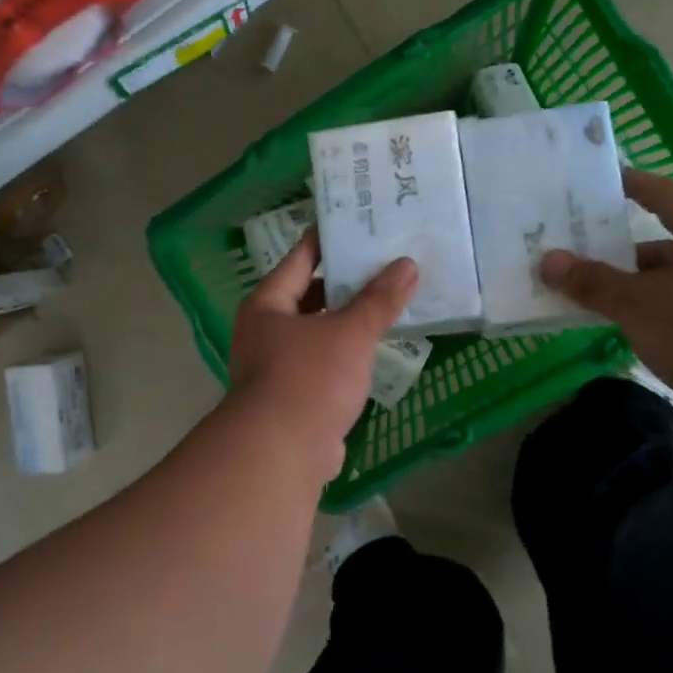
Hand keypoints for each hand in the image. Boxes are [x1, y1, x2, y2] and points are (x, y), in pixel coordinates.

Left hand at [227, 230, 418, 479]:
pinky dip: (347, 352)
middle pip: (310, 294)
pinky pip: (324, 361)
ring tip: (388, 299)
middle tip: (385, 261)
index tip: (358, 220)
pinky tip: (376, 346)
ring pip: (319, 330)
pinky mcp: (293, 395)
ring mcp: (277, 364)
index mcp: (268, 304)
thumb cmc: (308, 379)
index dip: (329, 237)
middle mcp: (266, 329)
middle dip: (346, 281)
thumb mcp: (349, 333)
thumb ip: (378, 300)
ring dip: (348, 319)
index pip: (301, 257)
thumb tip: (407, 265)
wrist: (281, 453)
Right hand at [540, 169, 672, 433]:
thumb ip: (591, 281)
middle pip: (658, 247)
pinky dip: (640, 317)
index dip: (633, 185)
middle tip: (571, 252)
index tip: (601, 180)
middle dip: (614, 253)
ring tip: (579, 292)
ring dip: (625, 289)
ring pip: (661, 285)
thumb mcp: (636, 301)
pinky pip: (668, 315)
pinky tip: (610, 327)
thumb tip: (548, 261)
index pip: (664, 196)